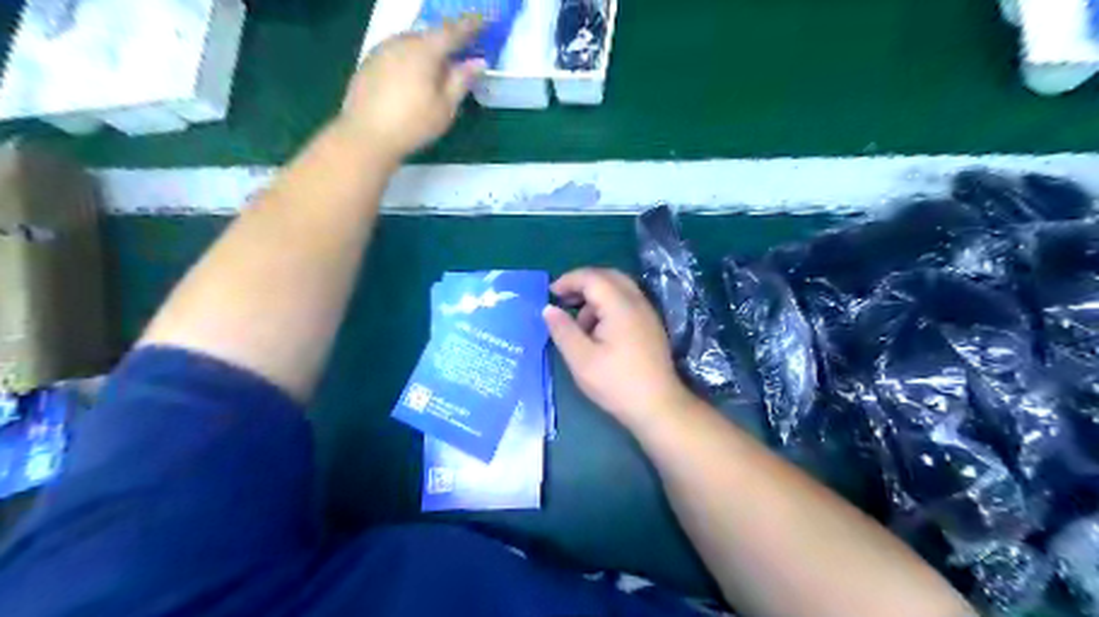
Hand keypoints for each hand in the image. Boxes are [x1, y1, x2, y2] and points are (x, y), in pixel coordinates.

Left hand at [340, 17, 483, 161]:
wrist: (366, 136)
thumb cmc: (413, 124)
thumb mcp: (445, 107)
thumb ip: (461, 80)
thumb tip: (478, 62)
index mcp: (424, 50)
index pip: (453, 31)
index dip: (471, 25)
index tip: (484, 20)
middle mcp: (402, 42)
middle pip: (430, 34)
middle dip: (447, 40)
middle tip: (462, 48)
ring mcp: (382, 50)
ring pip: (411, 42)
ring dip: (427, 49)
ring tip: (438, 65)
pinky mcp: (369, 63)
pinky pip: (397, 52)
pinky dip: (411, 58)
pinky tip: (414, 76)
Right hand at [545, 268, 698, 430]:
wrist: (658, 406)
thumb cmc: (616, 383)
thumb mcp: (581, 359)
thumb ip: (563, 330)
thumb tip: (548, 308)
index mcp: (620, 306)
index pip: (592, 278)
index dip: (569, 280)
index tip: (550, 294)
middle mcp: (637, 302)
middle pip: (608, 276)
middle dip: (583, 283)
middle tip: (563, 299)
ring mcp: (647, 313)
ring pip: (619, 288)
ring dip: (596, 296)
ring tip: (579, 324)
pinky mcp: (651, 326)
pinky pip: (627, 302)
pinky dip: (608, 306)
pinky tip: (599, 332)